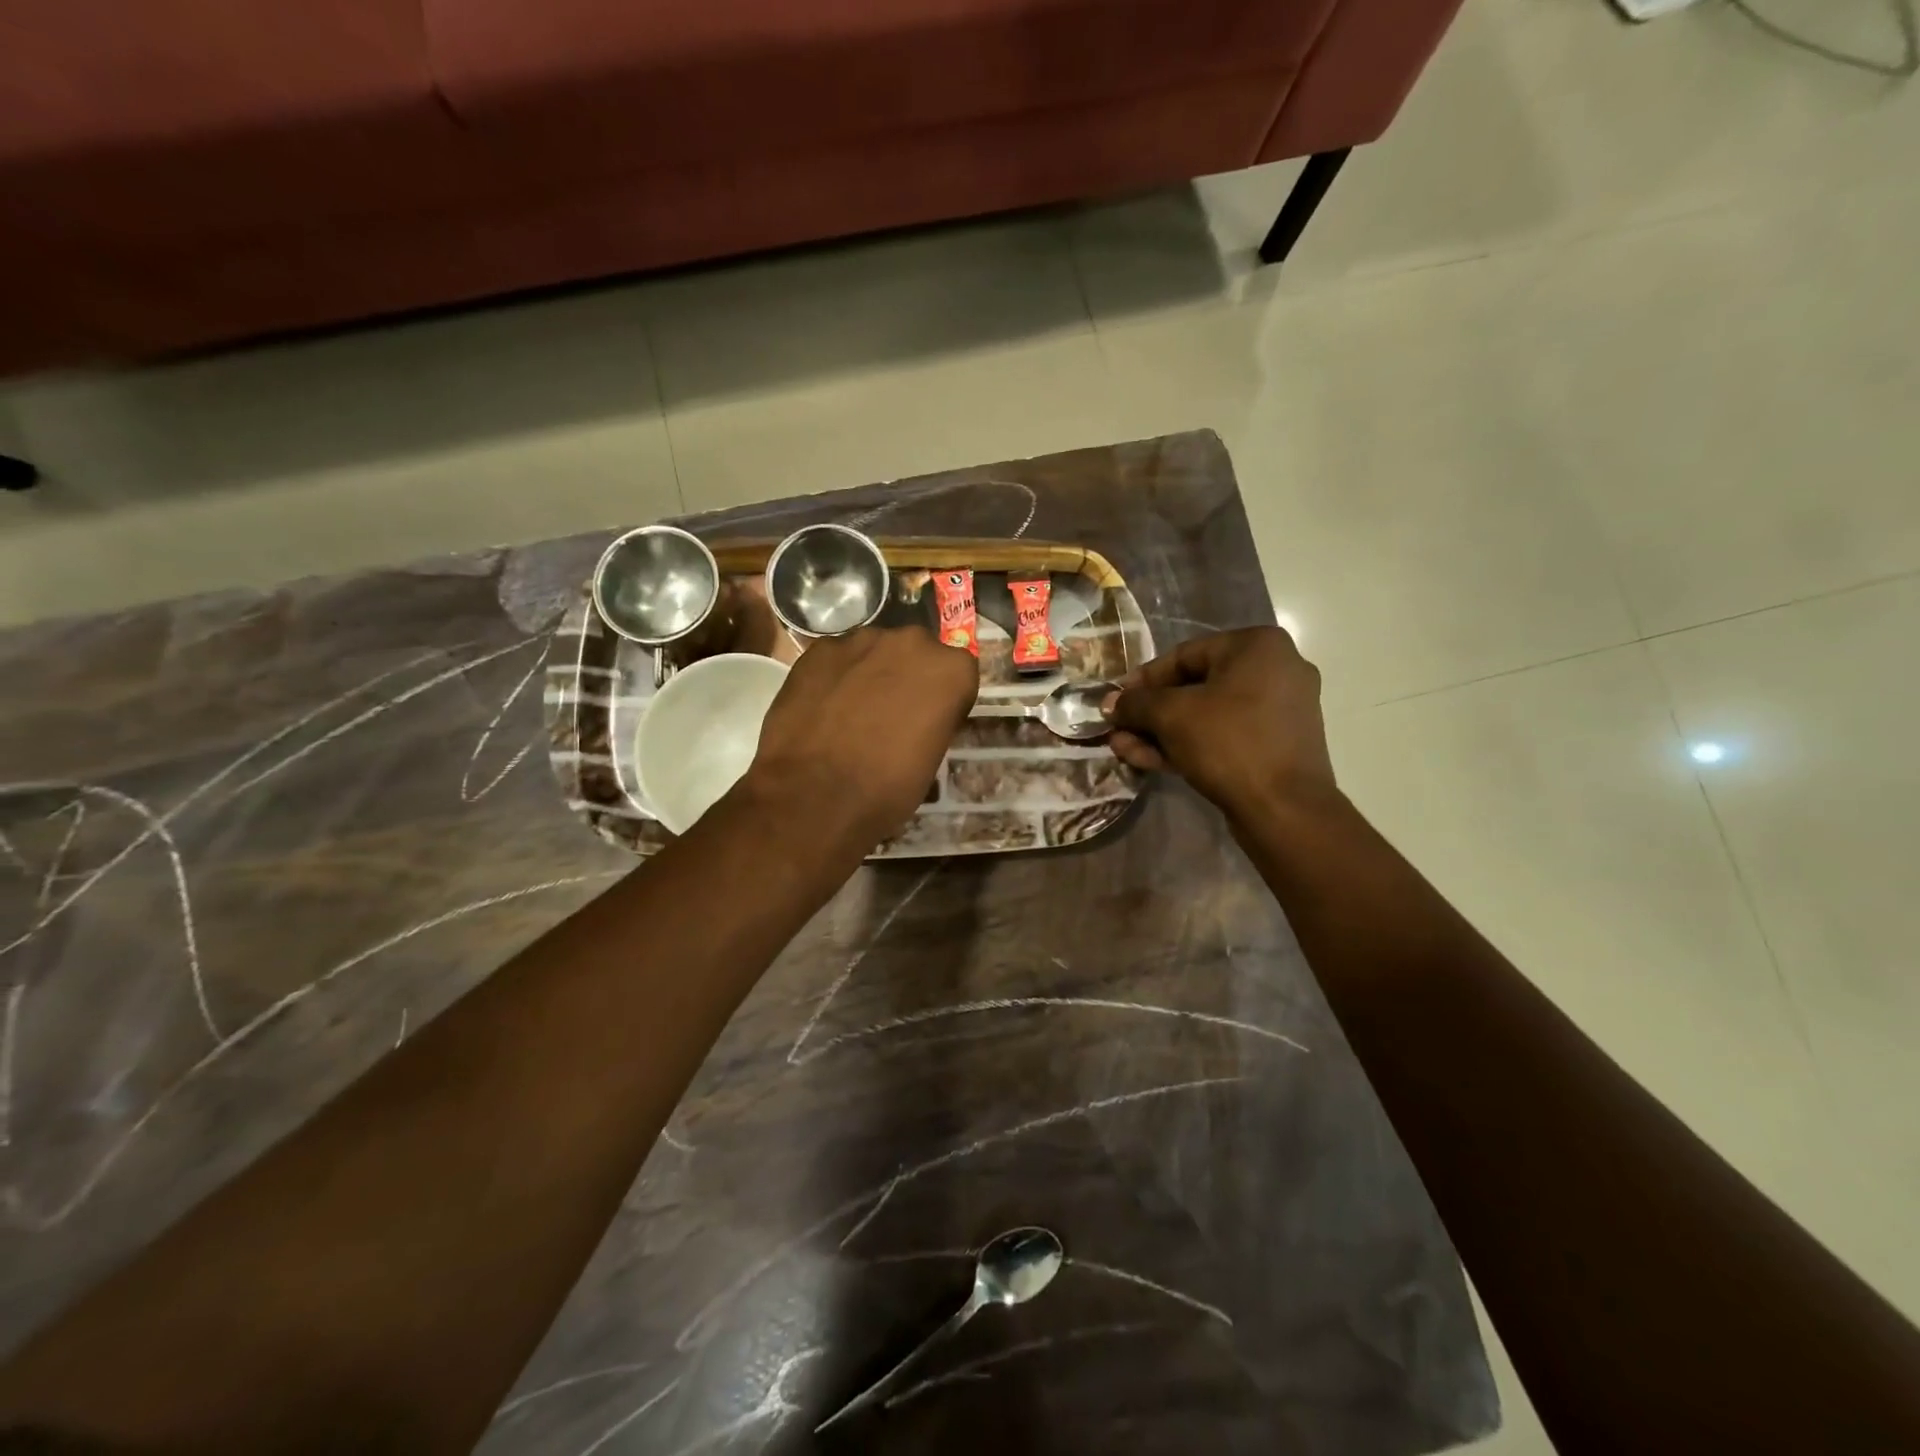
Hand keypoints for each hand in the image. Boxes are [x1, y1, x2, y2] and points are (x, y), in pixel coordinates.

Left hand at [742, 627, 979, 848]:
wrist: (814, 795)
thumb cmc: (886, 788)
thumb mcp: (930, 760)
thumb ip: (931, 721)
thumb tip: (915, 719)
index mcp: (952, 670)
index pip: (956, 675)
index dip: (942, 699)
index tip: (928, 722)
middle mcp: (912, 642)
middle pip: (915, 654)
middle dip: (906, 677)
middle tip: (890, 715)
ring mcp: (862, 640)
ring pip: (874, 652)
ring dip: (869, 674)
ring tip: (850, 713)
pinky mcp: (820, 648)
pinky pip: (837, 659)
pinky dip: (834, 677)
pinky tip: (822, 709)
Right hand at [1108, 628, 1335, 822]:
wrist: (1285, 809)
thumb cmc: (1229, 743)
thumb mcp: (1171, 715)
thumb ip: (1135, 703)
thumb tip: (1110, 703)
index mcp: (1257, 645)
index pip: (1184, 655)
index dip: (1142, 680)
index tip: (1115, 701)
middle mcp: (1275, 669)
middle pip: (1194, 687)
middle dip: (1149, 713)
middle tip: (1117, 730)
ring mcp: (1279, 709)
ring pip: (1206, 714)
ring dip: (1162, 732)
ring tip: (1124, 749)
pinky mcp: (1277, 744)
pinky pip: (1225, 734)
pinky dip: (1189, 743)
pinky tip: (1149, 760)